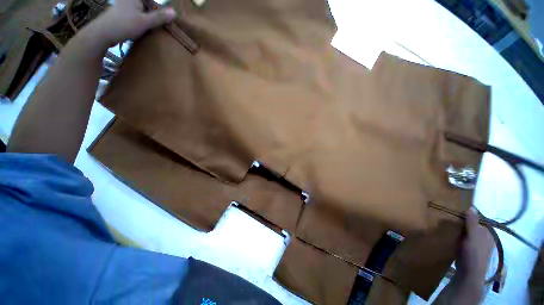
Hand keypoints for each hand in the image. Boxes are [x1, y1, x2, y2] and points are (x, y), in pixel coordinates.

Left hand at [86, 0, 175, 47]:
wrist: (97, 37)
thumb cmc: (121, 26)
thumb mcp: (143, 22)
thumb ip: (159, 17)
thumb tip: (174, 13)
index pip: (153, 0)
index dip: (158, 9)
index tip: (165, 16)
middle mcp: (128, 0)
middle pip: (145, 4)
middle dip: (151, 12)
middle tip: (155, 23)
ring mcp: (120, 6)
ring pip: (136, 10)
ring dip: (142, 18)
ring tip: (144, 28)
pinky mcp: (114, 15)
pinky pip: (128, 15)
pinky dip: (133, 21)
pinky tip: (133, 30)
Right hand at [455, 207, 493, 285]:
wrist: (468, 279)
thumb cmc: (473, 254)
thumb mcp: (473, 234)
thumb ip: (472, 221)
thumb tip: (471, 206)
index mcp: (488, 233)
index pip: (479, 223)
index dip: (470, 221)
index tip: (460, 221)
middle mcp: (485, 242)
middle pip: (474, 233)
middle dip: (465, 231)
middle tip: (456, 232)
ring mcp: (478, 254)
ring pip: (469, 243)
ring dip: (462, 242)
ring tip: (454, 242)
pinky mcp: (470, 263)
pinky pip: (465, 253)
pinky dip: (460, 251)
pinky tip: (455, 254)